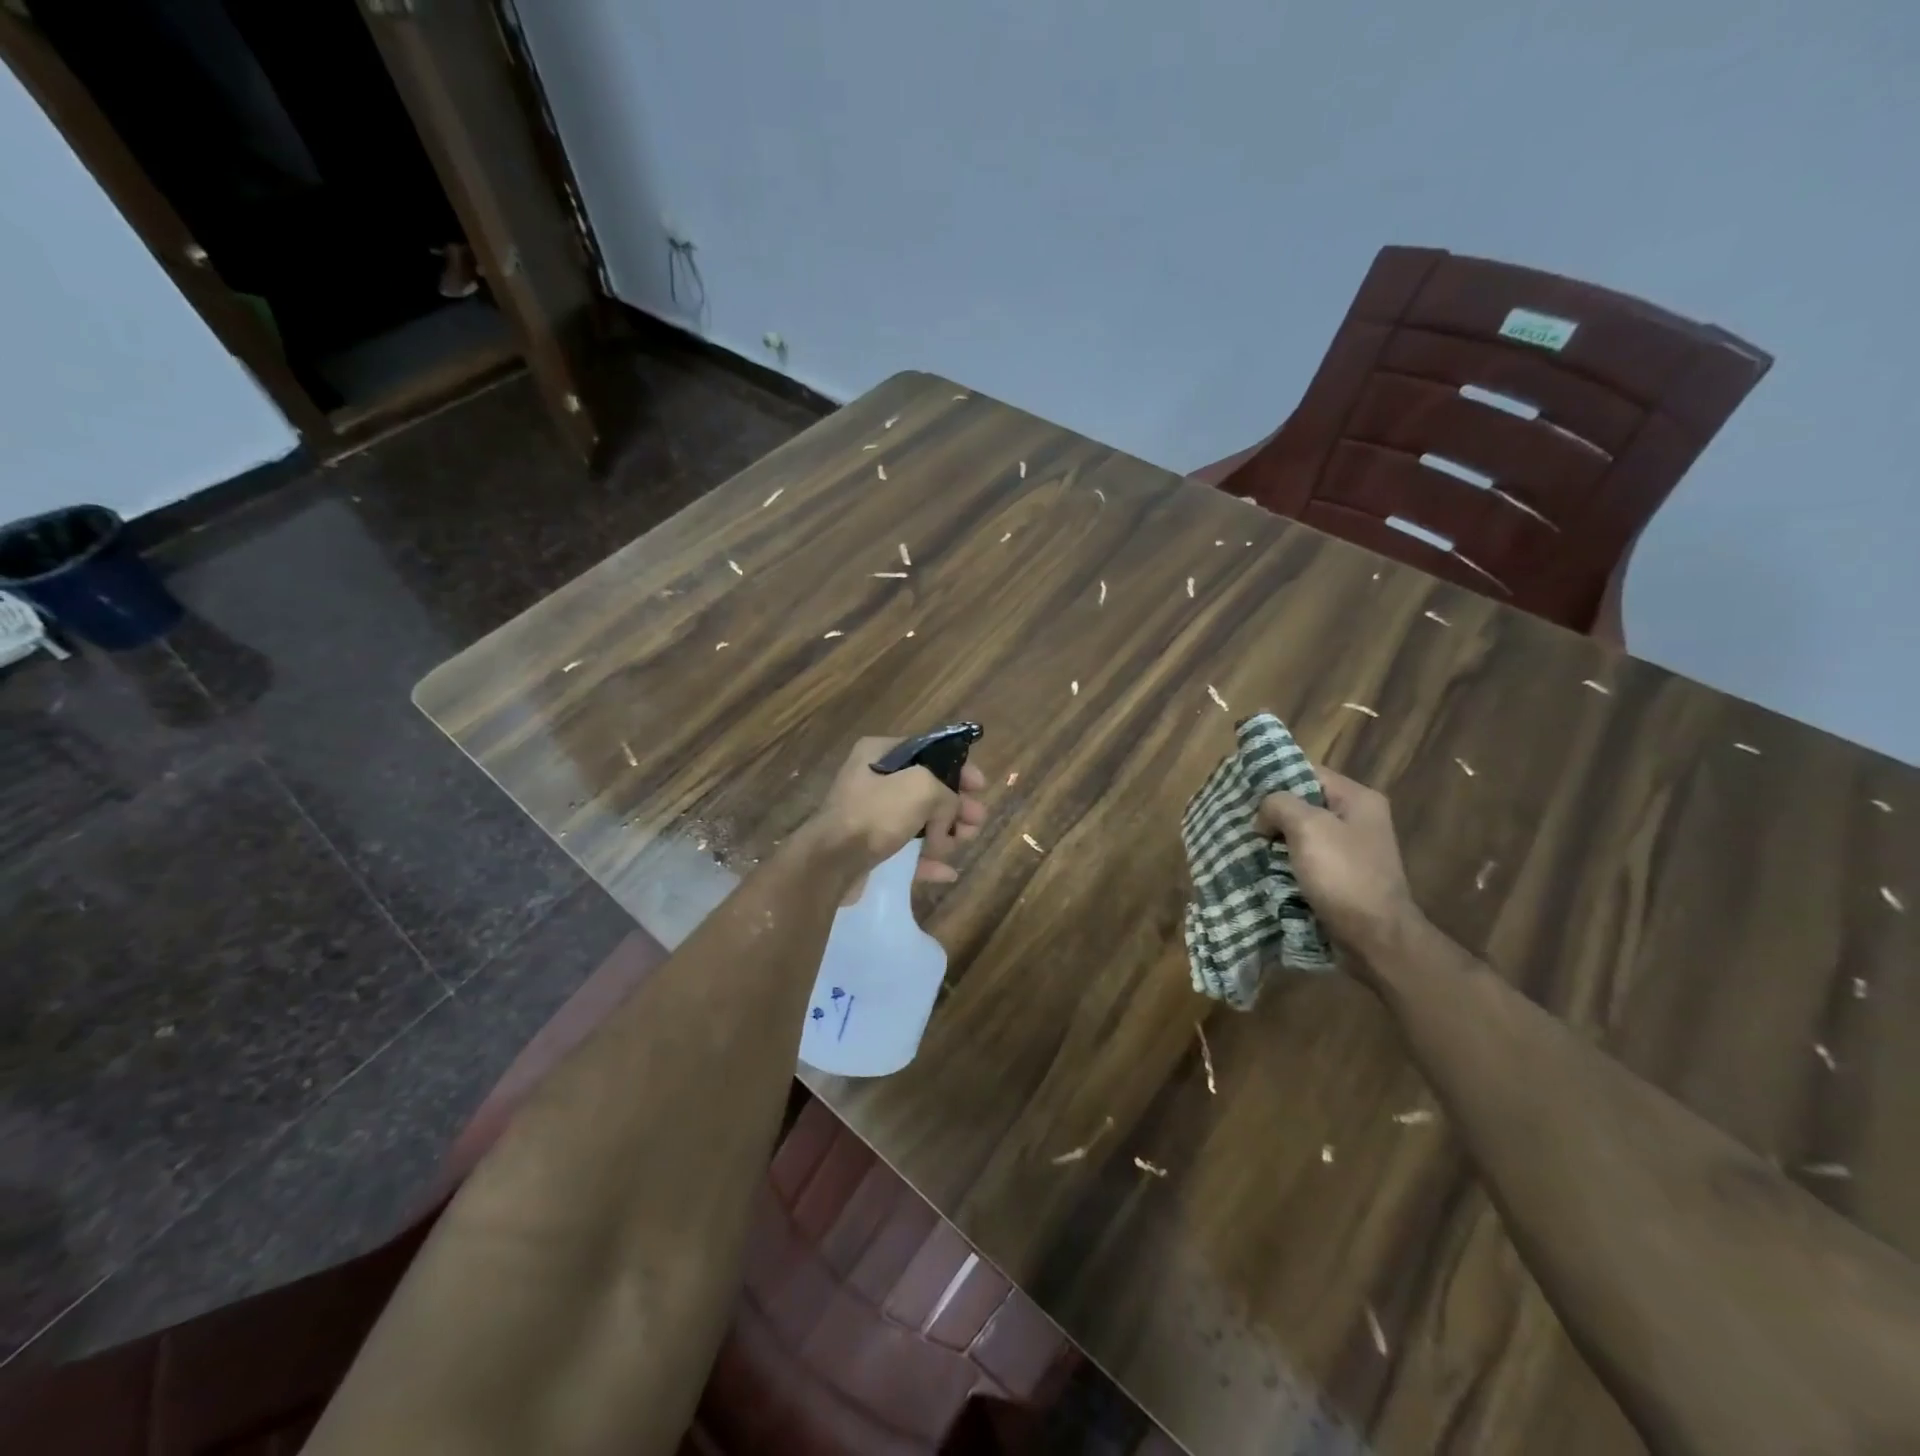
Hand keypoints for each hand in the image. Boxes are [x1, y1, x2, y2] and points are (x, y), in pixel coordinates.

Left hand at [800, 736, 987, 896]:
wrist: (831, 863)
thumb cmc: (875, 814)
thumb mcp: (921, 788)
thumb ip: (947, 793)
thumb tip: (949, 815)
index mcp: (880, 753)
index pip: (929, 752)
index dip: (958, 768)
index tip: (980, 786)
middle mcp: (873, 780)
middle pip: (928, 789)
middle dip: (956, 805)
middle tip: (976, 821)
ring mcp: (870, 815)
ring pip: (920, 821)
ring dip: (945, 833)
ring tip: (962, 844)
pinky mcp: (870, 848)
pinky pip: (907, 850)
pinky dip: (927, 859)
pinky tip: (947, 872)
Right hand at [1255, 766, 1422, 958]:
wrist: (1375, 938)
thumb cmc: (1343, 875)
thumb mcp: (1308, 827)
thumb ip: (1279, 805)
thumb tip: (1265, 816)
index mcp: (1358, 799)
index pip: (1308, 772)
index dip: (1276, 779)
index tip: (1245, 793)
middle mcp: (1358, 820)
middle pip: (1304, 803)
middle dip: (1273, 813)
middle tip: (1243, 822)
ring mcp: (1351, 851)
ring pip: (1302, 834)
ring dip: (1276, 841)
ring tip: (1247, 846)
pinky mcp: (1342, 877)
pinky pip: (1306, 860)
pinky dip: (1285, 863)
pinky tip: (1264, 869)